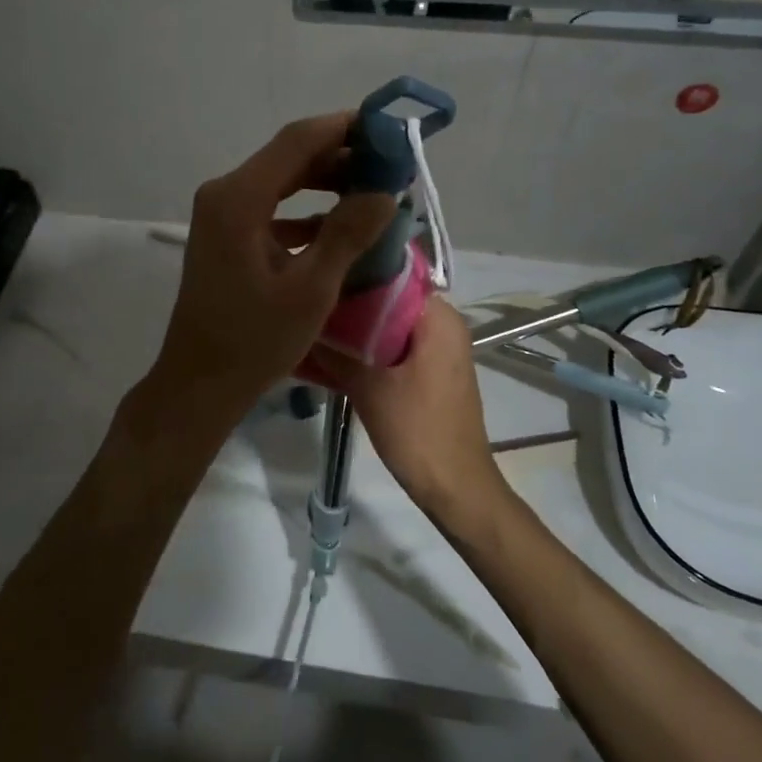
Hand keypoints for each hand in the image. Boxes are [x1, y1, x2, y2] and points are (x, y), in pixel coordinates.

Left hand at [147, 114, 394, 434]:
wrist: (200, 383)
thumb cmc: (254, 340)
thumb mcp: (310, 289)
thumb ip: (348, 233)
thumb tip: (386, 191)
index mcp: (239, 198)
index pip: (298, 140)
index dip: (345, 128)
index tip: (389, 130)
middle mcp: (225, 194)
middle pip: (289, 157)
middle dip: (341, 155)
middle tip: (392, 165)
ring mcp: (223, 215)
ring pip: (282, 182)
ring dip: (326, 182)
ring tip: (376, 190)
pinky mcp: (228, 236)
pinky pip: (273, 208)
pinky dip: (307, 211)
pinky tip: (342, 223)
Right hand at [309, 296, 507, 526]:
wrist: (455, 487)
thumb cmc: (418, 431)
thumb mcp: (369, 388)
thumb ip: (336, 351)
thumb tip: (306, 324)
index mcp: (437, 317)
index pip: (390, 275)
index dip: (352, 275)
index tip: (317, 275)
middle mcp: (441, 325)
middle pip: (387, 301)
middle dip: (348, 304)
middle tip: (306, 303)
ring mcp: (436, 349)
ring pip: (387, 326)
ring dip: (353, 331)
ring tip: (310, 328)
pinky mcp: (428, 372)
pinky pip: (392, 348)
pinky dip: (366, 351)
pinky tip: (329, 359)